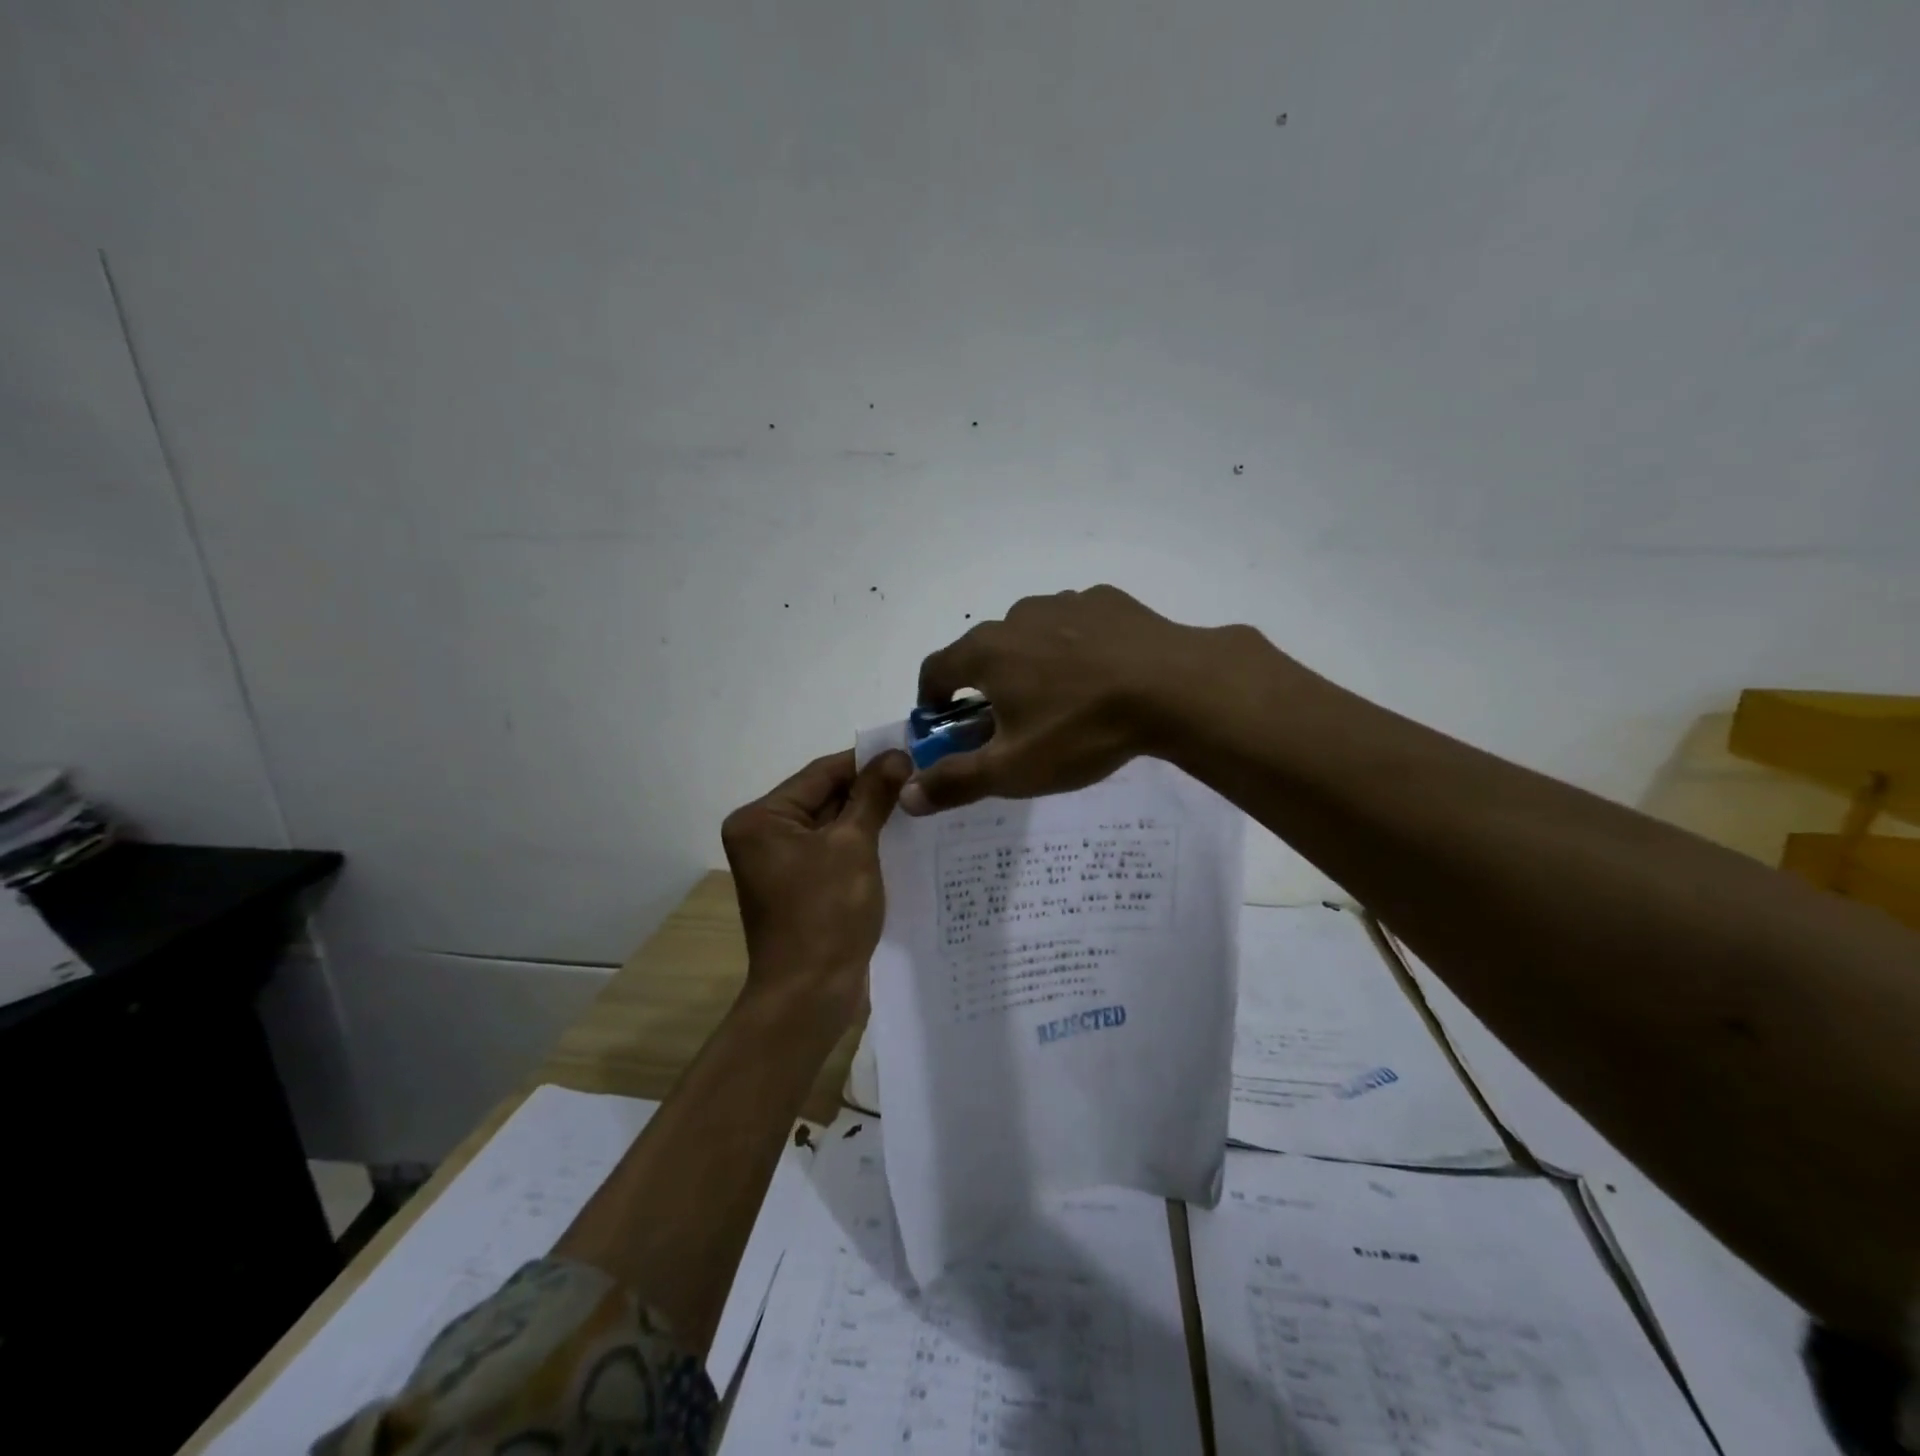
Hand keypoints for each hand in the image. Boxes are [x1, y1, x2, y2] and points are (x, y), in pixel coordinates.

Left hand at [722, 748, 911, 1031]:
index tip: (911, 751)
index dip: (867, 761)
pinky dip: (863, 844)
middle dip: (871, 790)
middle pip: (825, 797)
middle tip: (920, 777)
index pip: (821, 773)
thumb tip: (897, 754)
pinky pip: (834, 851)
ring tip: (917, 803)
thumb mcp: (854, 846)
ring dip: (871, 817)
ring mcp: (781, 863)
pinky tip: (900, 837)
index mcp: (762, 818)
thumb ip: (874, 795)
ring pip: (833, 825)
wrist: (810, 996)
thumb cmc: (826, 914)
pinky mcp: (800, 886)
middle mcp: (764, 835)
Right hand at [902, 585, 1222, 814]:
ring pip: (1029, 636)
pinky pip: (1074, 626)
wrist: (1175, 687)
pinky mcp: (1106, 601)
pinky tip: (1100, 676)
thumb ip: (956, 781)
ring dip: (1029, 664)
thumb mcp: (1014, 769)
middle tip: (1008, 724)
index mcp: (985, 652)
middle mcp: (1016, 617)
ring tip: (1060, 701)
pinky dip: (1072, 648)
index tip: (944, 725)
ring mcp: (1064, 603)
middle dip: (984, 686)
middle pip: (983, 652)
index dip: (931, 700)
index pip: (935, 670)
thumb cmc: (1081, 729)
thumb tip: (907, 795)